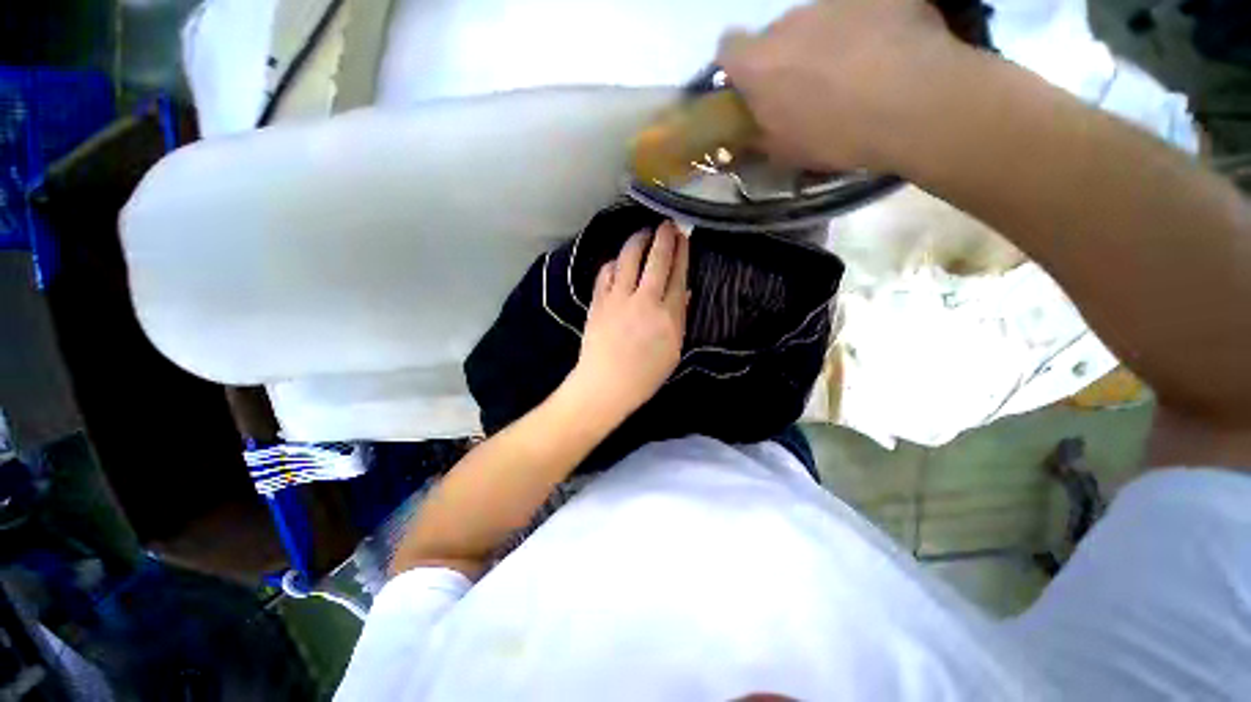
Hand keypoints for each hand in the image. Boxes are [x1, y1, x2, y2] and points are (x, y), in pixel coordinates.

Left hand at [568, 221, 689, 422]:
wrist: (605, 385)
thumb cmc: (645, 375)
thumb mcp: (673, 350)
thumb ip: (679, 317)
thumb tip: (684, 291)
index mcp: (668, 315)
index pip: (678, 274)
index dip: (682, 251)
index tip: (684, 235)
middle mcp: (644, 300)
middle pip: (656, 259)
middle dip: (664, 237)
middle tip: (668, 223)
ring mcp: (618, 298)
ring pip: (629, 258)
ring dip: (638, 240)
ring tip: (644, 232)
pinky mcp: (598, 301)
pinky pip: (606, 272)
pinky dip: (615, 262)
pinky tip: (619, 260)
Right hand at [718, 0, 961, 172]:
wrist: (914, 103)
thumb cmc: (846, 134)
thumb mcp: (796, 153)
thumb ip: (767, 134)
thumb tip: (757, 131)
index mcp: (757, 62)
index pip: (730, 49)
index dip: (747, 62)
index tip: (770, 82)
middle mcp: (785, 22)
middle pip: (786, 32)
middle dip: (804, 51)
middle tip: (836, 83)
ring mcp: (831, 5)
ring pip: (831, 20)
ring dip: (845, 39)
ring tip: (880, 70)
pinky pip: (876, 12)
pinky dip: (886, 27)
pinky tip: (908, 53)